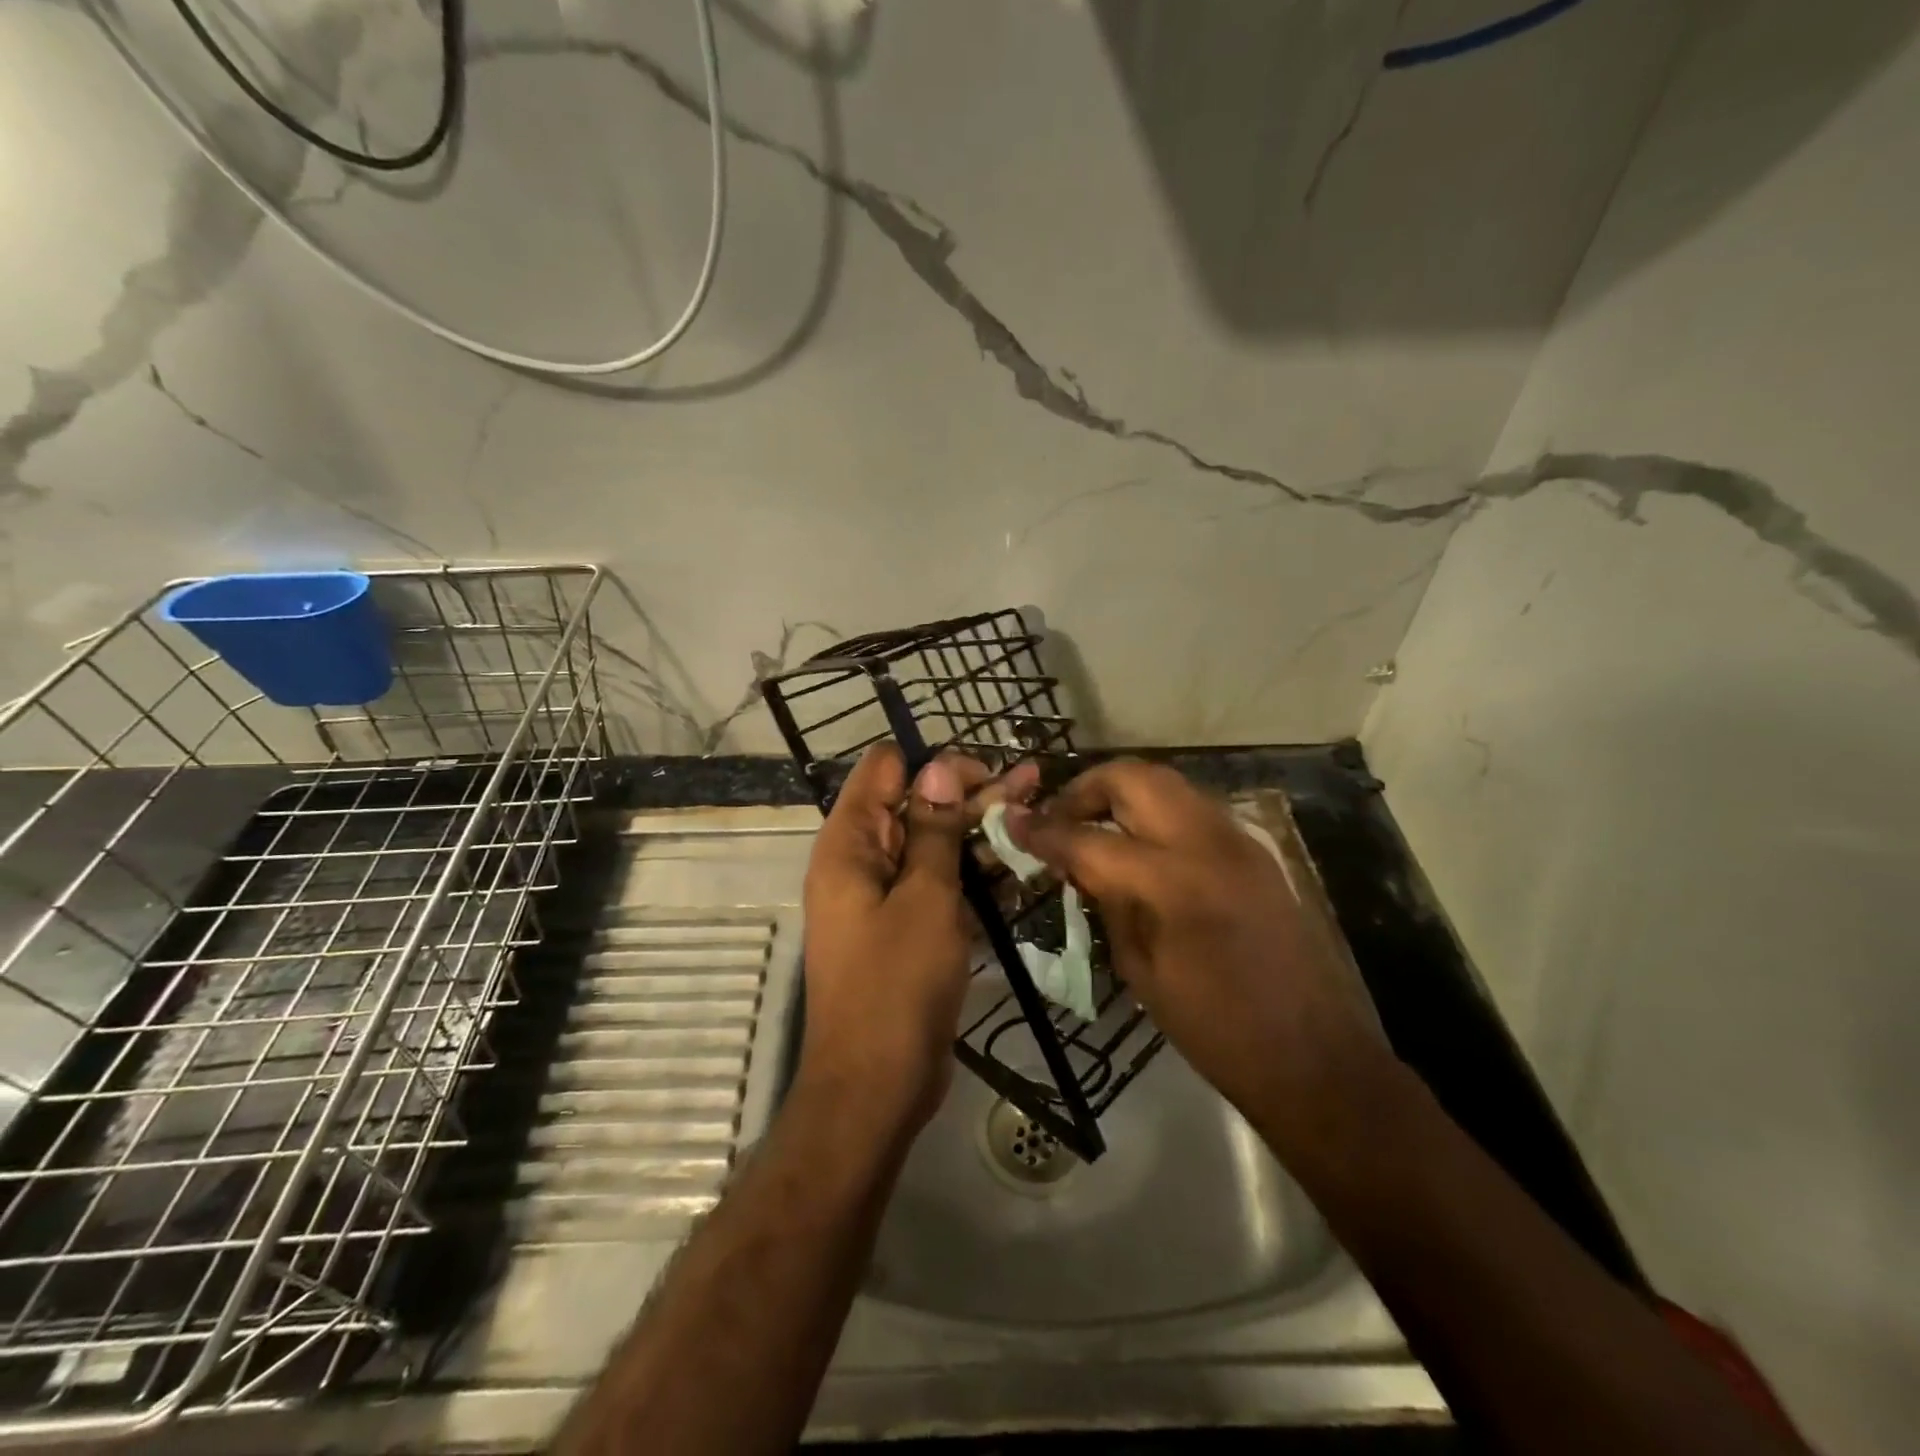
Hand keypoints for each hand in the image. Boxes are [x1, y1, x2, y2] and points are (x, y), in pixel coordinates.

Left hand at [800, 746, 1031, 1134]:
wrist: (877, 1085)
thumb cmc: (897, 985)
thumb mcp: (924, 898)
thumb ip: (932, 831)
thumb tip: (936, 767)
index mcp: (849, 845)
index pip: (884, 771)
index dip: (933, 765)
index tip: (985, 774)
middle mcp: (860, 863)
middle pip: (914, 806)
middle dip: (970, 794)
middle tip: (1033, 782)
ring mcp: (883, 898)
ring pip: (932, 847)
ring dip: (980, 832)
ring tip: (1036, 812)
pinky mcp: (905, 929)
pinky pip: (938, 887)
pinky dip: (974, 875)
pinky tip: (1020, 866)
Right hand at [1006, 760, 1392, 1161]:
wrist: (1313, 1056)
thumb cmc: (1215, 1029)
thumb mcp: (1140, 969)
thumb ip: (1107, 901)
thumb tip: (1076, 863)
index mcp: (1172, 883)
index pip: (1088, 838)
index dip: (1042, 831)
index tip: (1012, 825)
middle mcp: (1206, 842)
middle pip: (1131, 777)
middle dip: (1084, 789)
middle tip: (1059, 821)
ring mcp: (1237, 839)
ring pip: (1164, 782)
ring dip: (1120, 795)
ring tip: (1094, 829)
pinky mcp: (1253, 849)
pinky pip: (1190, 807)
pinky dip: (1154, 812)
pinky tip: (1139, 847)